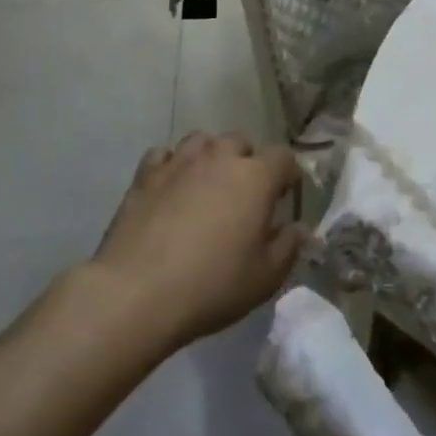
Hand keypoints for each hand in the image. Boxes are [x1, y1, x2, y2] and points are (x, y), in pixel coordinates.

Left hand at [89, 132, 303, 348]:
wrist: (136, 293)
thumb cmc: (212, 285)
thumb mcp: (266, 277)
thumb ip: (288, 246)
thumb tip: (298, 228)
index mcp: (256, 177)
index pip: (284, 157)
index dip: (288, 175)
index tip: (285, 197)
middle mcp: (219, 157)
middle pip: (241, 142)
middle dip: (247, 162)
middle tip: (244, 196)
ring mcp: (179, 162)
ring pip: (202, 141)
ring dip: (210, 157)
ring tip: (207, 186)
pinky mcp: (145, 176)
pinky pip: (164, 155)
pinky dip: (172, 166)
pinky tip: (171, 189)